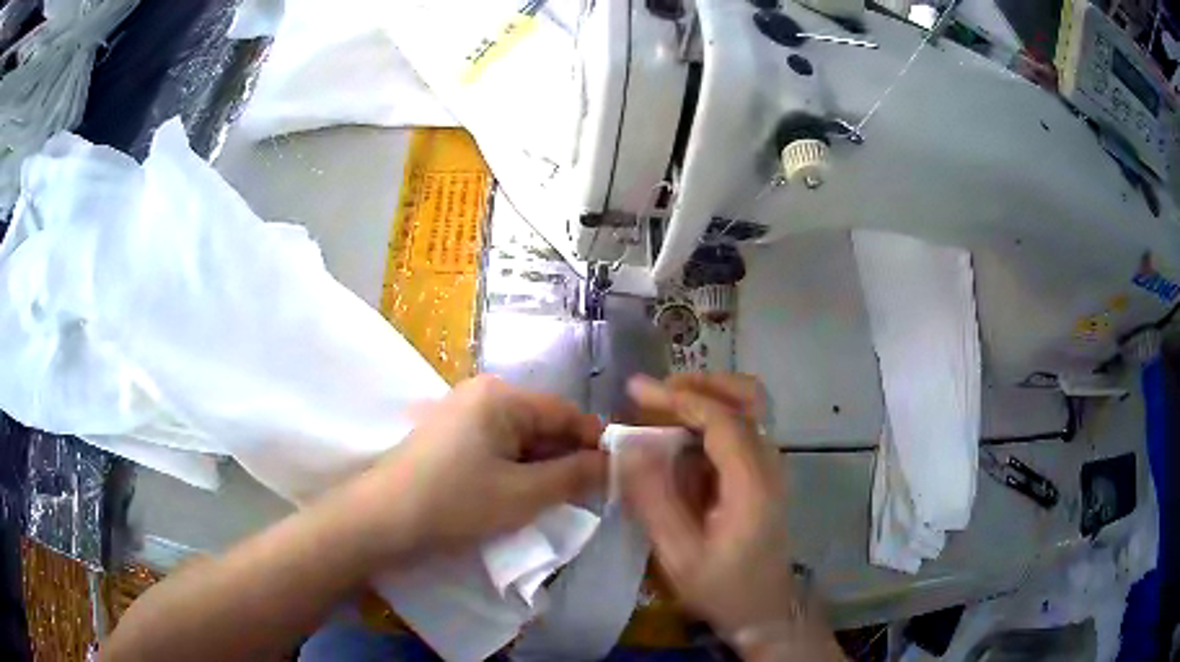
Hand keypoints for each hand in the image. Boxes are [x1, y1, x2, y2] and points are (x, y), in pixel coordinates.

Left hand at [326, 375, 606, 566]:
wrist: (379, 521)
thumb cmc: (454, 503)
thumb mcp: (524, 494)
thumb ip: (576, 476)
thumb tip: (615, 463)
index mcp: (501, 396)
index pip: (566, 413)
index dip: (596, 444)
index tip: (618, 477)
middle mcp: (481, 395)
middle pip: (542, 424)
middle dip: (566, 459)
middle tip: (588, 497)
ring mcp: (461, 415)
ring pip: (519, 439)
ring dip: (541, 468)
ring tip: (555, 502)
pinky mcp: (448, 437)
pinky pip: (496, 447)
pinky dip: (515, 470)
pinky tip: (518, 497)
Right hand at [621, 374, 801, 644]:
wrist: (765, 610)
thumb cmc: (723, 588)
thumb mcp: (679, 555)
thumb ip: (653, 501)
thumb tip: (628, 448)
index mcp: (752, 482)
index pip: (721, 419)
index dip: (678, 398)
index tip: (635, 391)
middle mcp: (769, 463)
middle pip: (747, 397)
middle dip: (700, 383)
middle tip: (654, 393)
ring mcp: (770, 466)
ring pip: (745, 408)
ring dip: (703, 398)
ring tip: (658, 409)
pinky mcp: (762, 474)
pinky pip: (738, 430)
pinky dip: (708, 421)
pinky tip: (677, 439)